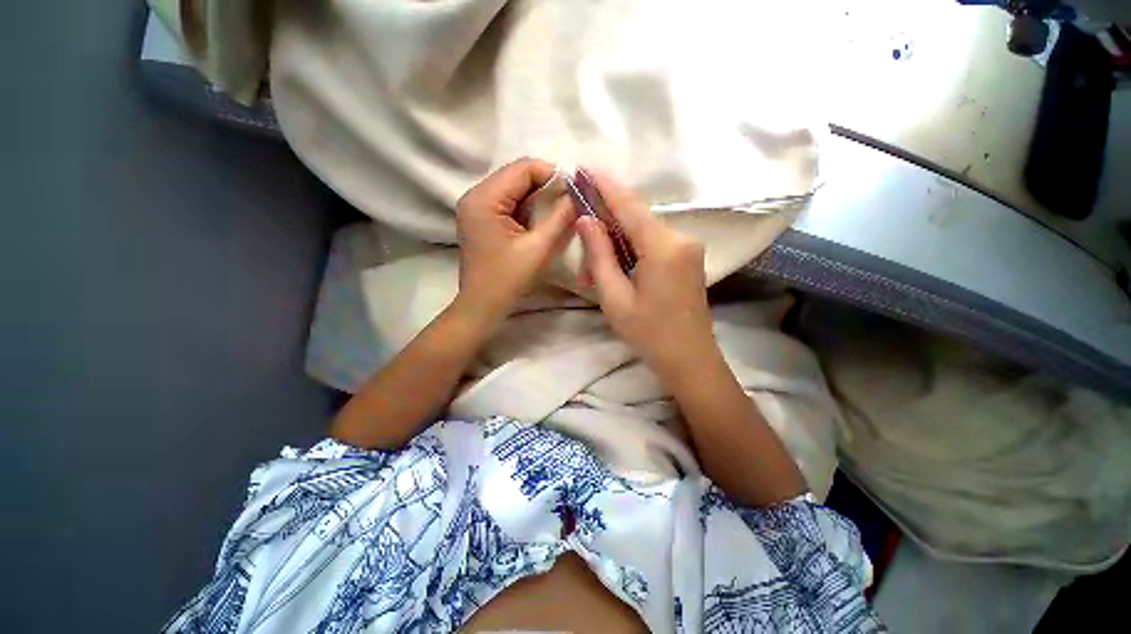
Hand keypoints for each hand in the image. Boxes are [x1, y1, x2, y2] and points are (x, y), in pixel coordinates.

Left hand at [454, 158, 575, 326]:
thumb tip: (578, 194)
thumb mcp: (538, 248)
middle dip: (545, 184)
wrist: (482, 305)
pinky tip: (540, 218)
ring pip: (513, 188)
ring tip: (559, 208)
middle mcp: (475, 195)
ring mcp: (475, 207)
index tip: (575, 188)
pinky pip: (507, 201)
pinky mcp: (480, 218)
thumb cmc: (508, 279)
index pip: (522, 168)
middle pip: (516, 175)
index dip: (551, 173)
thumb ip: (560, 217)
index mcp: (484, 199)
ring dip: (537, 195)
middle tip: (570, 198)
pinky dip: (526, 206)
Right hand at [575, 173, 717, 371]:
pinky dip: (631, 249)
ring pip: (644, 232)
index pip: (629, 205)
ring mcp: (688, 248)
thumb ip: (600, 254)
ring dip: (616, 241)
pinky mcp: (688, 258)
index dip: (605, 185)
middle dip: (606, 219)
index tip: (585, 168)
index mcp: (663, 246)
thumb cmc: (648, 332)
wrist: (690, 359)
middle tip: (580, 223)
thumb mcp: (614, 296)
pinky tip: (614, 266)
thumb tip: (586, 220)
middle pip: (637, 217)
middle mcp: (681, 238)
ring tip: (592, 263)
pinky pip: (654, 243)